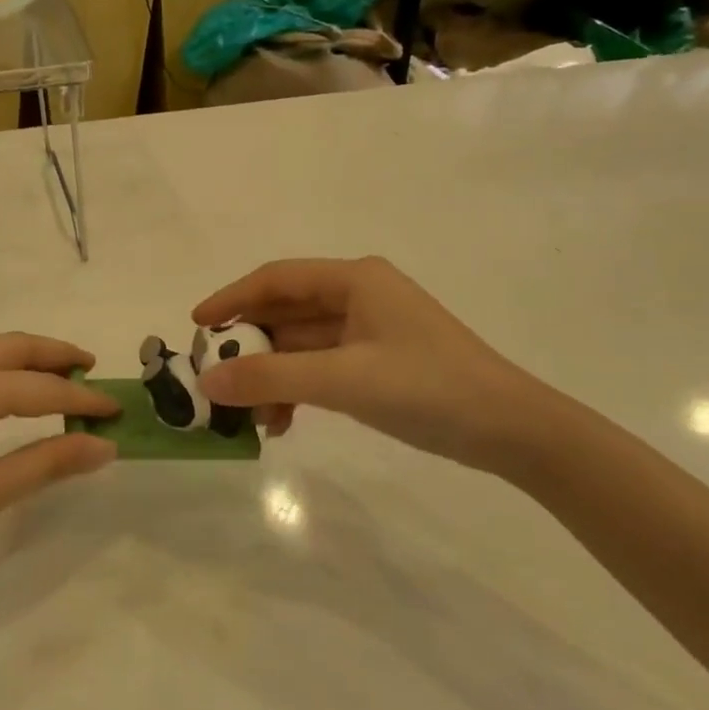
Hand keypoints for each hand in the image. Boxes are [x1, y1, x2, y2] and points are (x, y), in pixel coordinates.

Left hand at [0, 334, 119, 600]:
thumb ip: (47, 463)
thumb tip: (104, 446)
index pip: (42, 388)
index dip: (83, 400)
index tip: (117, 412)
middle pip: (16, 346)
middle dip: (58, 356)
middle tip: (94, 374)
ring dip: (28, 359)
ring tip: (62, 381)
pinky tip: (10, 395)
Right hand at [192, 257, 558, 475]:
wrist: (513, 430)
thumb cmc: (428, 388)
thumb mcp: (343, 380)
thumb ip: (271, 377)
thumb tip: (205, 382)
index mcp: (354, 279)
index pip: (276, 279)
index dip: (231, 299)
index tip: (195, 326)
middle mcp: (359, 295)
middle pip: (286, 312)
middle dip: (250, 347)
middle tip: (215, 378)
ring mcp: (370, 330)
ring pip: (302, 345)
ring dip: (273, 376)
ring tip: (252, 418)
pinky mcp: (379, 362)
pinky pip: (322, 367)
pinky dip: (299, 390)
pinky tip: (284, 422)